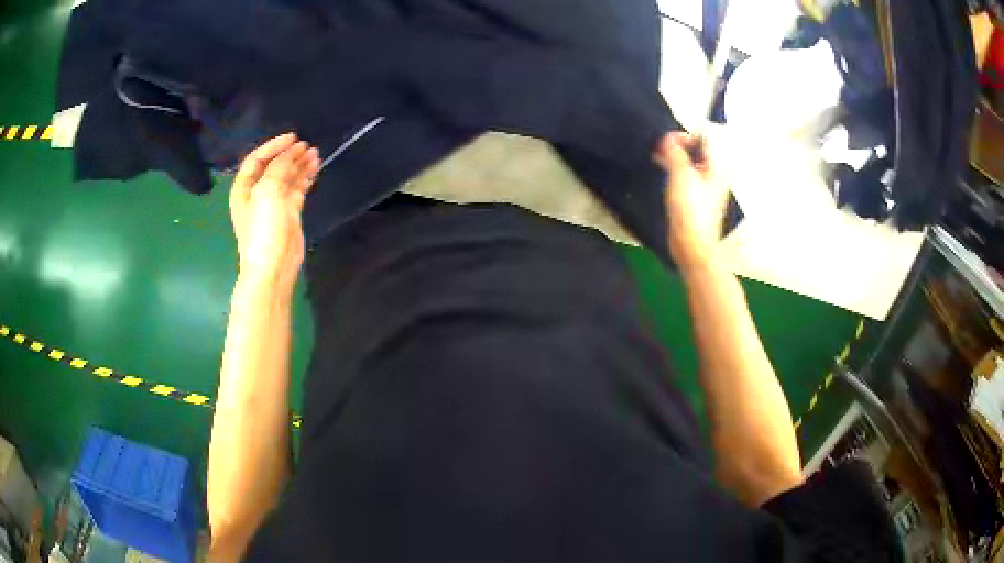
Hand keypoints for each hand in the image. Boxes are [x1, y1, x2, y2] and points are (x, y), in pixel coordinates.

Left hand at [229, 133, 319, 287]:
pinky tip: (315, 168)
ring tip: (315, 153)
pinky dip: (305, 178)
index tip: (293, 137)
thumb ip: (279, 167)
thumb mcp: (267, 191)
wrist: (273, 267)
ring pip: (287, 177)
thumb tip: (292, 152)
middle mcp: (257, 194)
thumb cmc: (263, 228)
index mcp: (244, 189)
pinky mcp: (289, 213)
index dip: (273, 146)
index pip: (257, 159)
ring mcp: (273, 204)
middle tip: (307, 146)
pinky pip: (297, 189)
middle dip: (289, 154)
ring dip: (299, 164)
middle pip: (273, 167)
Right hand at [654, 132, 730, 271]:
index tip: (668, 139)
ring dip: (676, 156)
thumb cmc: (691, 210)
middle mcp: (715, 174)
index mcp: (717, 167)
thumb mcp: (681, 174)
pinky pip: (686, 175)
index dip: (686, 134)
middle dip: (680, 144)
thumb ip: (675, 152)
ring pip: (691, 162)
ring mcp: (706, 186)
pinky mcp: (696, 197)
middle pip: (699, 149)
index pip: (706, 137)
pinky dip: (675, 169)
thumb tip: (668, 138)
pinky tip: (663, 170)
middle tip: (662, 146)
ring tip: (659, 155)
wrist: (692, 244)